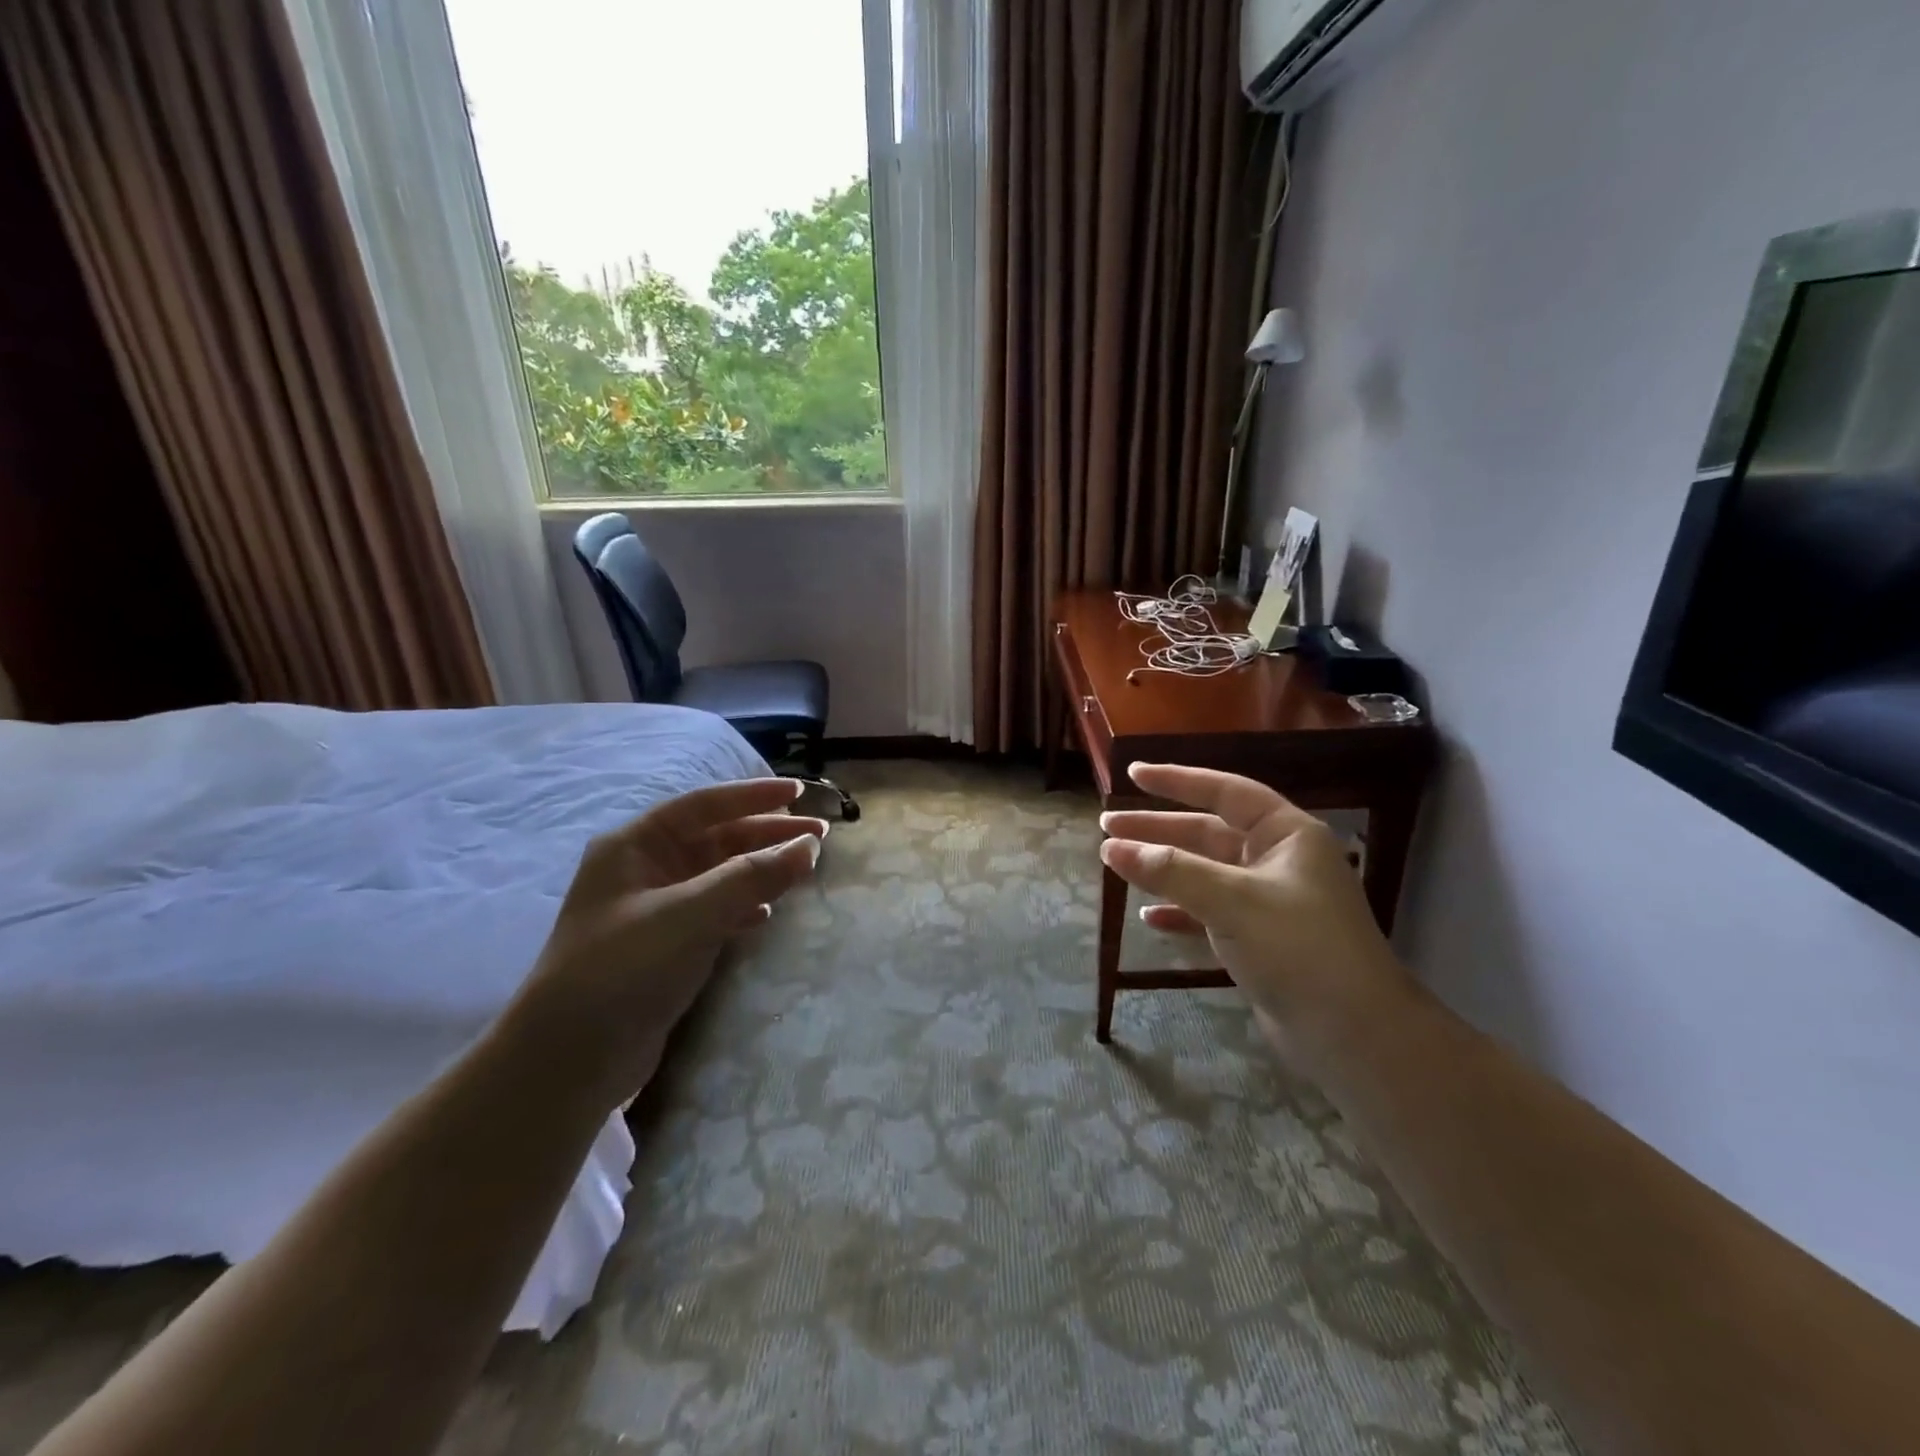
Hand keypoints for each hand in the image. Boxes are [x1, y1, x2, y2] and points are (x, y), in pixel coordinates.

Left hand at [504, 777, 826, 1111]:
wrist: (569, 1060)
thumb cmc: (622, 970)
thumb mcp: (688, 915)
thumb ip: (751, 877)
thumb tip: (809, 847)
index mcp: (635, 846)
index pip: (704, 805)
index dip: (753, 795)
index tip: (799, 792)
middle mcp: (644, 869)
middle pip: (717, 838)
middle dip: (767, 834)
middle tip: (820, 836)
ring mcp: (654, 909)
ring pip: (720, 875)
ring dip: (761, 869)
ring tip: (805, 869)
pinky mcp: (666, 946)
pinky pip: (716, 910)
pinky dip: (745, 906)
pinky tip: (768, 914)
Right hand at [1099, 764, 1415, 1073]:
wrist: (1354, 1036)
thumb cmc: (1298, 948)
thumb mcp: (1231, 900)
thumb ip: (1170, 871)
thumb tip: (1111, 847)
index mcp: (1286, 835)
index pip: (1225, 792)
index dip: (1177, 780)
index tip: (1132, 773)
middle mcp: (1278, 860)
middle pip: (1207, 833)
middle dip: (1158, 829)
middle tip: (1107, 826)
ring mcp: (1269, 901)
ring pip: (1205, 872)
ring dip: (1163, 869)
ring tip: (1116, 863)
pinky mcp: (1261, 939)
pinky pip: (1210, 912)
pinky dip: (1180, 912)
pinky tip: (1149, 918)